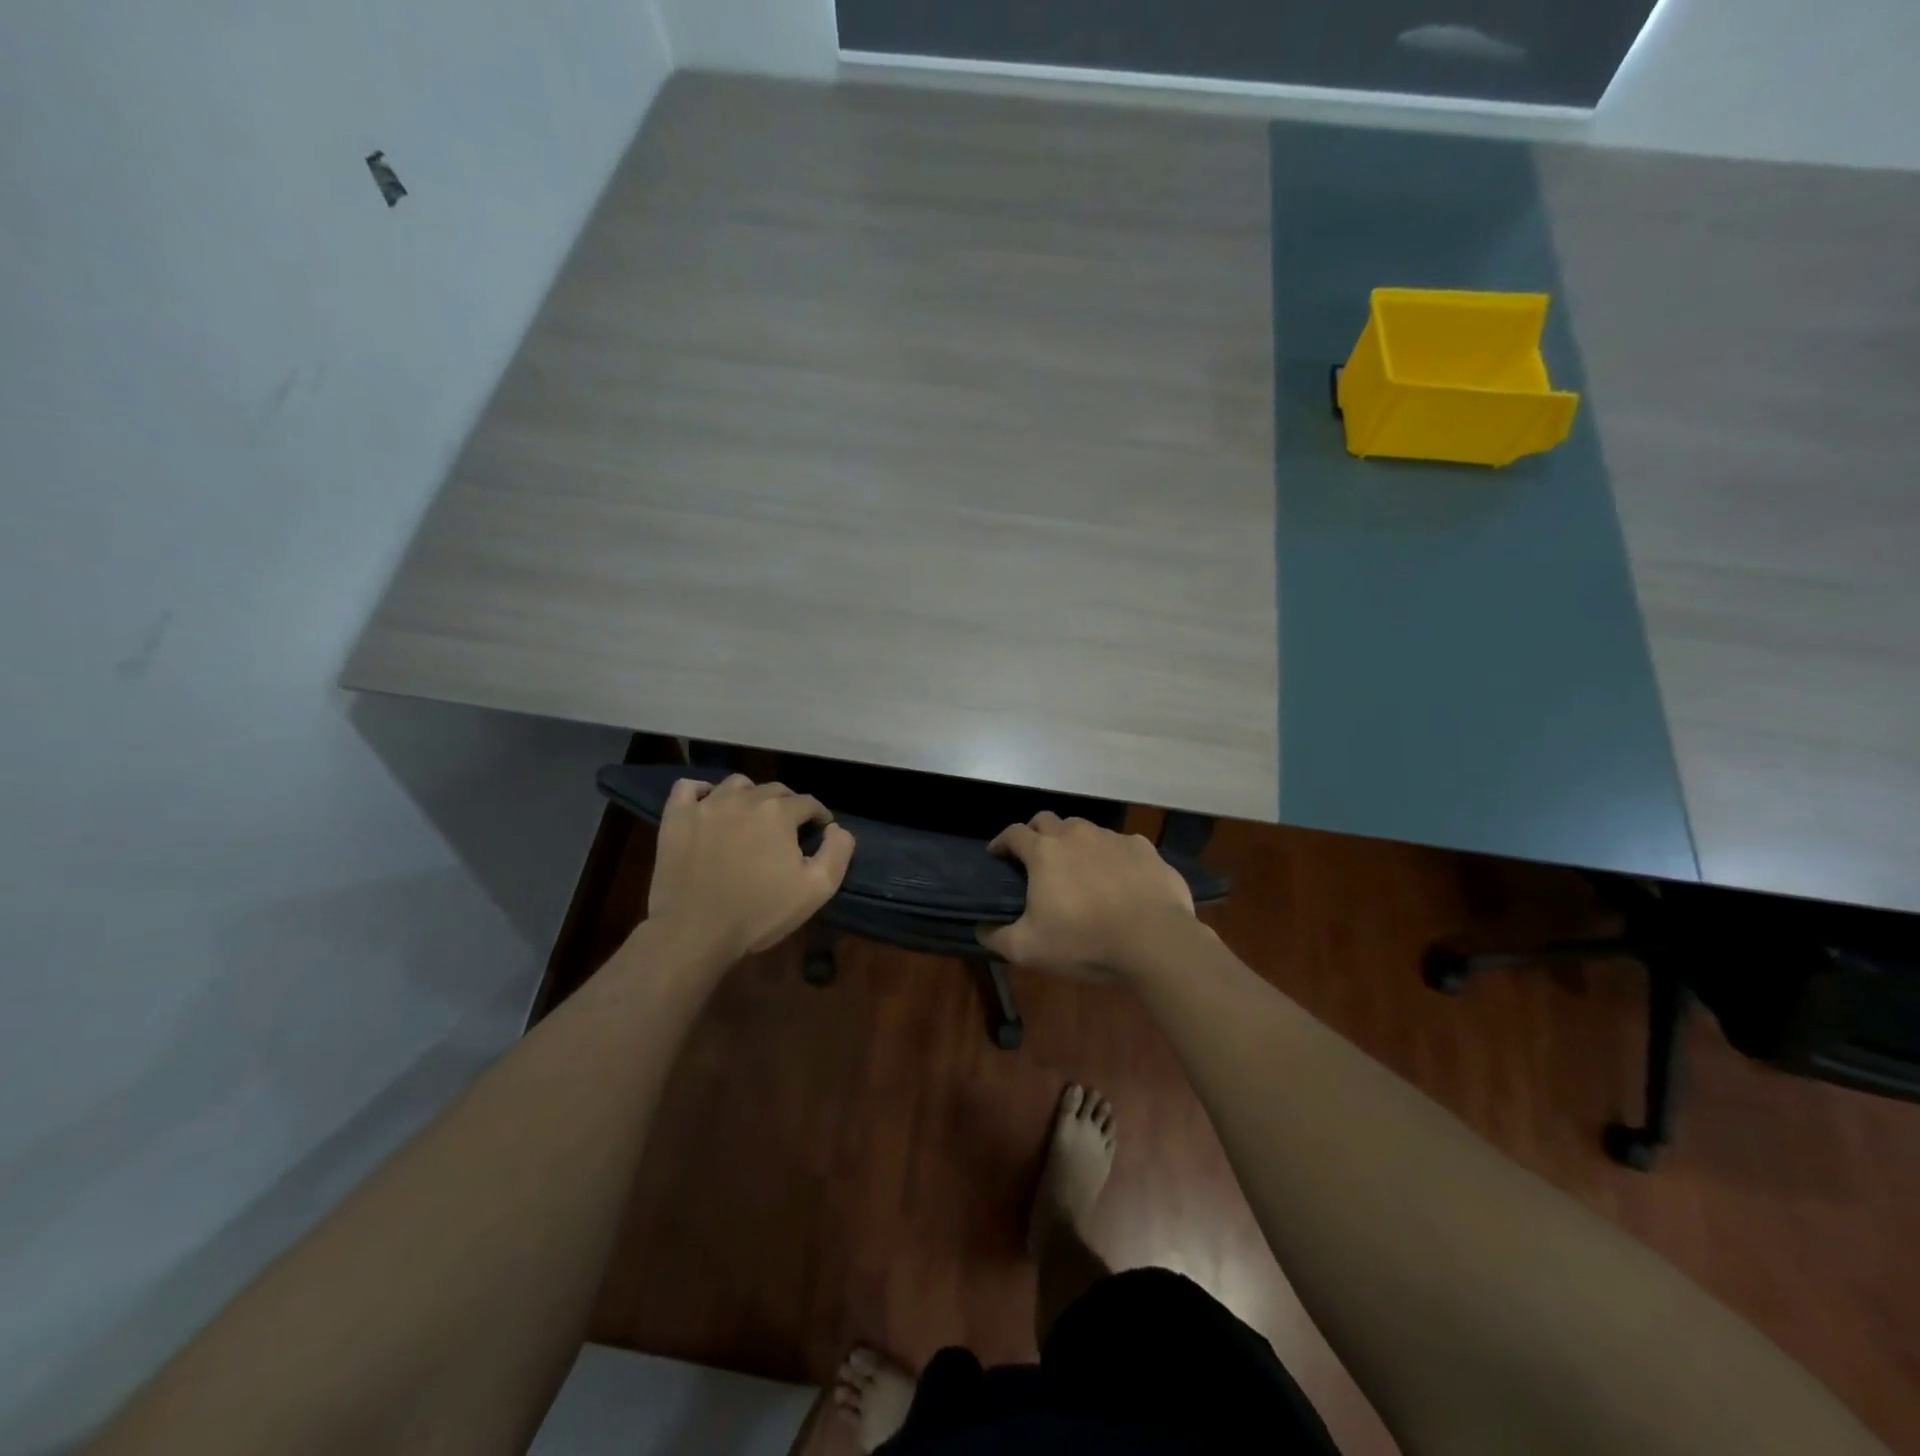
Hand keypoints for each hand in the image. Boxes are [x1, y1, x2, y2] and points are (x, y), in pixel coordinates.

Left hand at [646, 775, 854, 964]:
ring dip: (749, 796)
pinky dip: (701, 792)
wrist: (695, 931)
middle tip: (787, 830)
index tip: (820, 830)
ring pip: (736, 785)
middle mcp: (745, 798)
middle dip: (787, 806)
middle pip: (774, 790)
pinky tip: (708, 807)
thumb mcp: (816, 890)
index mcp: (779, 812)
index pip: (808, 802)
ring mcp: (706, 805)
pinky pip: (688, 788)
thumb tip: (837, 828)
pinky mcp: (676, 818)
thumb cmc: (759, 912)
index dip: (818, 816)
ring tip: (750, 818)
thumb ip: (837, 853)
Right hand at [976, 812, 1198, 978]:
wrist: (1155, 940)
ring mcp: (1112, 838)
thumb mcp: (1029, 950)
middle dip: (1036, 833)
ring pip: (1085, 829)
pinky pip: (1120, 844)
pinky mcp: (1144, 848)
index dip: (1002, 841)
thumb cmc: (1085, 941)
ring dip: (1074, 842)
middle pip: (1047, 820)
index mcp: (1044, 852)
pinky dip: (1111, 856)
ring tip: (1078, 869)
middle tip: (1035, 857)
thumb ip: (997, 937)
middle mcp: (1076, 834)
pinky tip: (1118, 878)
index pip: (1013, 833)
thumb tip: (980, 928)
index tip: (997, 854)